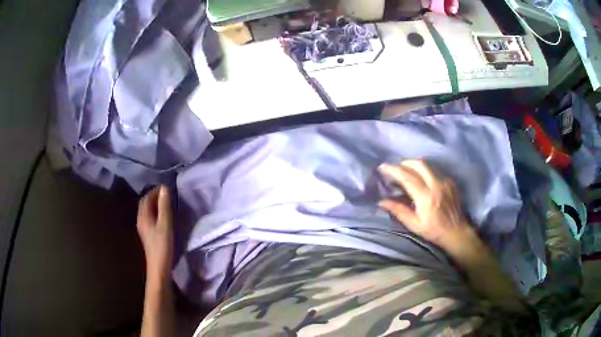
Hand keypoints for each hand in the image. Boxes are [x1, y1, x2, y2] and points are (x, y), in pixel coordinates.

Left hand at [137, 186, 173, 285]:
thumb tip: (164, 188)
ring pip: (147, 211)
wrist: (159, 266)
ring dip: (155, 205)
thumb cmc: (162, 245)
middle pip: (145, 203)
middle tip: (167, 196)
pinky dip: (156, 213)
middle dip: (155, 197)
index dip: (155, 191)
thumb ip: (164, 206)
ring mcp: (143, 228)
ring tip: (167, 205)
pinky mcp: (147, 234)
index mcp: (143, 215)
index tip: (167, 189)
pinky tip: (163, 218)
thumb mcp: (165, 224)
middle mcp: (140, 219)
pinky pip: (149, 218)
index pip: (147, 197)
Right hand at [378, 159, 471, 248]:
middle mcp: (436, 185)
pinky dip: (425, 171)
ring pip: (428, 164)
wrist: (457, 232)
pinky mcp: (450, 181)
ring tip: (407, 171)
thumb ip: (399, 211)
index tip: (383, 167)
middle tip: (397, 167)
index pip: (407, 177)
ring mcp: (445, 181)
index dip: (394, 170)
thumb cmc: (434, 231)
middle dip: (405, 162)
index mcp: (426, 197)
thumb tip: (381, 202)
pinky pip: (435, 170)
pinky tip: (422, 179)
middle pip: (419, 164)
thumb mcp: (414, 225)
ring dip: (415, 164)